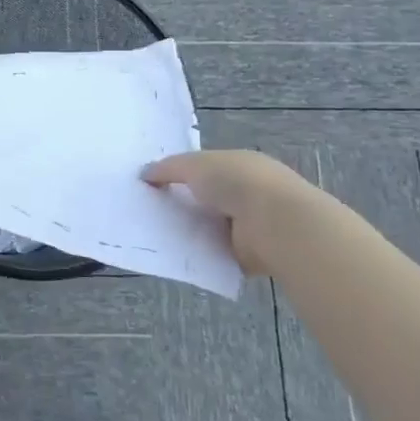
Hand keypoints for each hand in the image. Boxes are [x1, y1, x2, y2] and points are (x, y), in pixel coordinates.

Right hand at [142, 150, 310, 275]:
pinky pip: (216, 253)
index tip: (153, 185)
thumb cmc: (236, 182)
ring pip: (210, 227)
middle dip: (182, 204)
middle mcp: (247, 192)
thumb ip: (168, 168)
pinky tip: (178, 256)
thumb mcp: (195, 164)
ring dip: (191, 231)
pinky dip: (201, 255)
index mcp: (239, 165)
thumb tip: (144, 173)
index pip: (205, 168)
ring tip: (156, 235)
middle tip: (148, 212)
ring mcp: (250, 224)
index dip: (180, 175)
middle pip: (206, 199)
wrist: (275, 223)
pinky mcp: (249, 254)